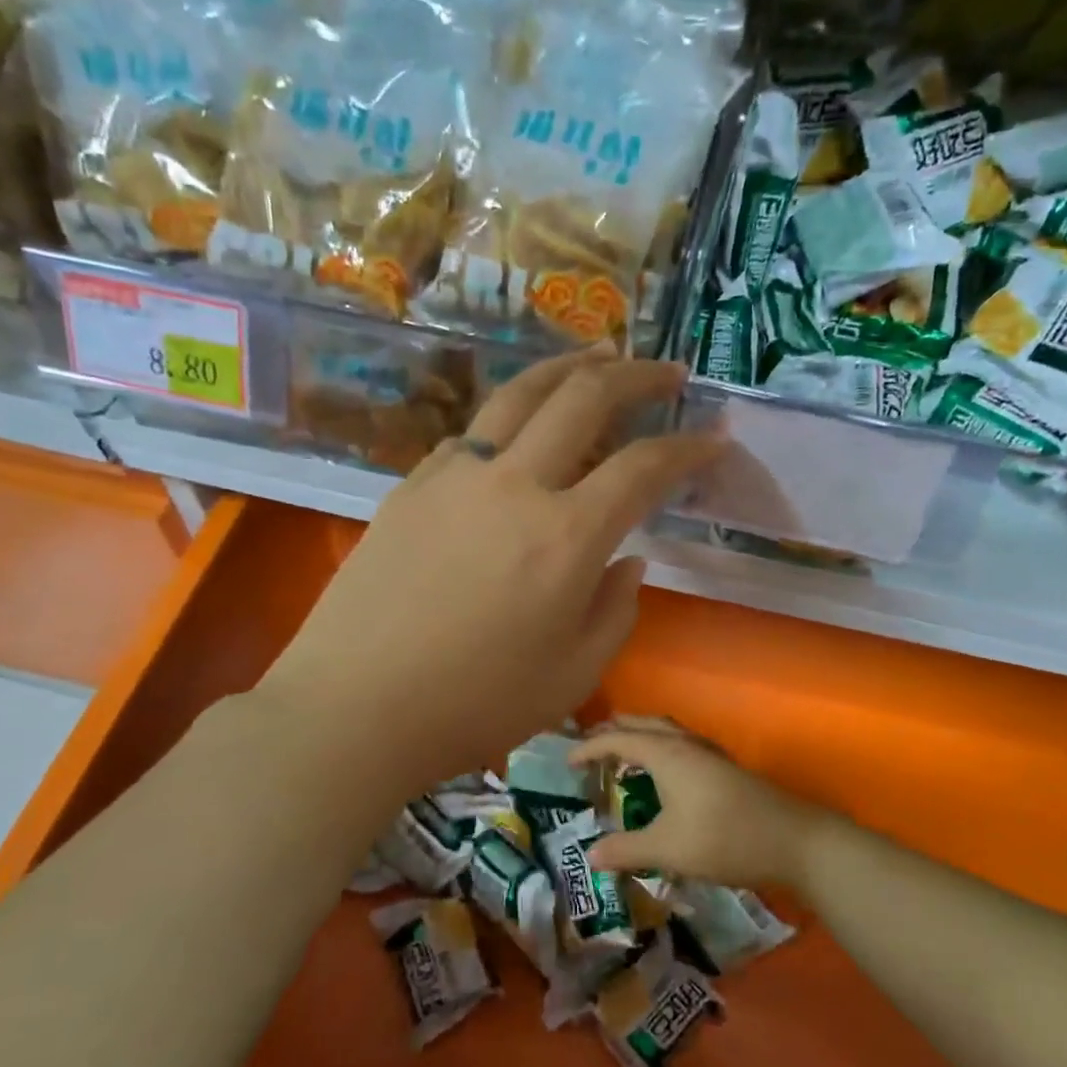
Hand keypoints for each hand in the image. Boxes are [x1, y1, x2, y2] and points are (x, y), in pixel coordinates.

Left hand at [258, 347, 724, 798]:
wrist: (353, 708)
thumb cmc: (474, 706)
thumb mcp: (572, 676)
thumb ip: (614, 610)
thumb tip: (627, 560)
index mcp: (566, 536)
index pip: (644, 467)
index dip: (688, 447)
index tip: (713, 437)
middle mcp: (514, 484)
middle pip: (584, 398)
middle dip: (637, 375)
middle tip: (667, 371)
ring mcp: (454, 476)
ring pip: (519, 393)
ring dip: (568, 368)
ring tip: (597, 359)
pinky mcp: (410, 487)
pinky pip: (470, 435)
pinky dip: (507, 420)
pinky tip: (514, 435)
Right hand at [575, 718, 835, 890]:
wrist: (796, 842)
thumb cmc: (724, 838)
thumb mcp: (667, 849)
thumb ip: (625, 849)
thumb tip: (590, 853)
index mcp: (666, 753)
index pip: (617, 739)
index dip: (588, 748)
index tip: (566, 762)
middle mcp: (685, 744)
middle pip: (641, 724)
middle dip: (612, 732)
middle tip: (589, 749)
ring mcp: (708, 753)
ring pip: (665, 731)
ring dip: (639, 737)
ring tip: (622, 757)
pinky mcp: (725, 768)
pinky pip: (680, 744)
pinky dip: (659, 748)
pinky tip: (664, 776)